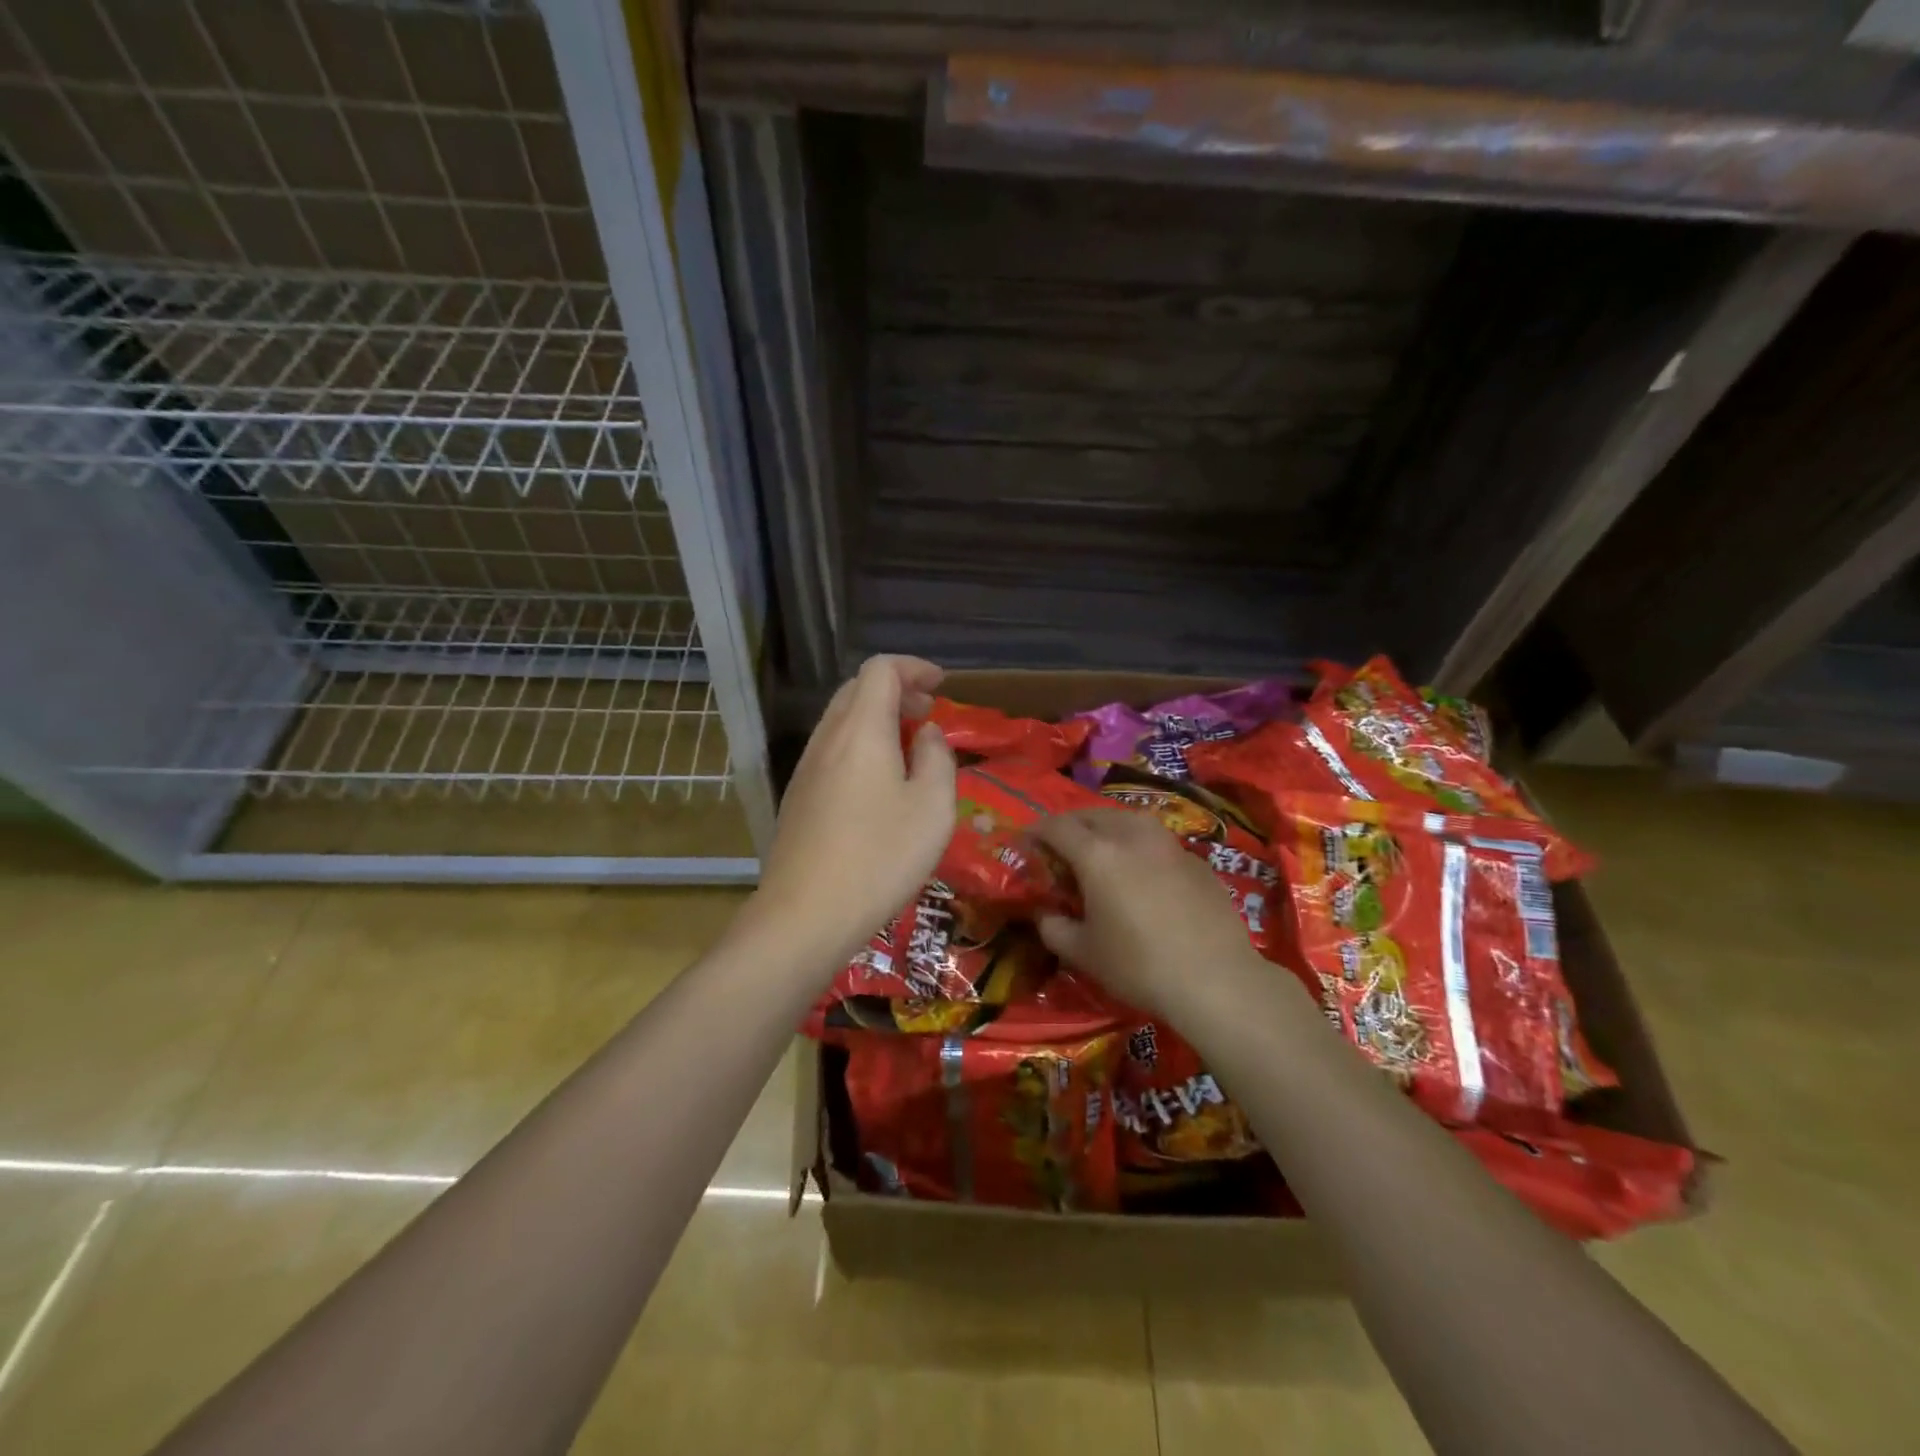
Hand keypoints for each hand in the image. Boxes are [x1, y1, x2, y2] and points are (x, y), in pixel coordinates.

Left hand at [752, 656, 956, 969]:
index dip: (913, 668)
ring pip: (841, 721)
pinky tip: (880, 784)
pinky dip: (861, 746)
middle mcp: (827, 739)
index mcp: (860, 730)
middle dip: (896, 690)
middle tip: (929, 713)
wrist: (804, 916)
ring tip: (909, 747)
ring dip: (877, 719)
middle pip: (856, 690)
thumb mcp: (932, 808)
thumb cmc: (879, 858)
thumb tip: (926, 733)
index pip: (880, 670)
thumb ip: (937, 758)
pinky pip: (832, 751)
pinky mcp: (798, 798)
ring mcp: (805, 769)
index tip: (941, 685)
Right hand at [1033, 810, 1265, 1017]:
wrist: (1215, 980)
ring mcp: (1169, 845)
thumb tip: (1045, 914)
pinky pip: (1157, 841)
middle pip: (1093, 815)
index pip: (1057, 827)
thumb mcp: (1083, 953)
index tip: (1026, 841)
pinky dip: (1139, 846)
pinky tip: (1142, 871)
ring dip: (1107, 827)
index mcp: (1097, 854)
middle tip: (1060, 845)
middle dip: (1071, 824)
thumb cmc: (1138, 966)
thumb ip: (1054, 928)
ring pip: (1129, 820)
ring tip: (1101, 848)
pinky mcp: (1196, 861)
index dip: (1036, 830)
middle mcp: (1132, 837)